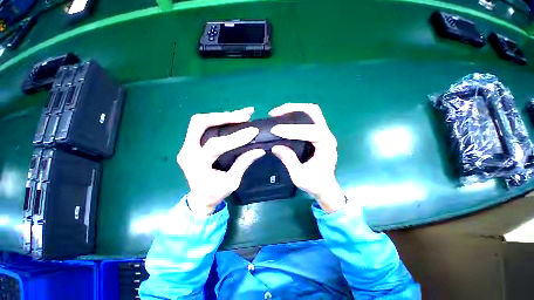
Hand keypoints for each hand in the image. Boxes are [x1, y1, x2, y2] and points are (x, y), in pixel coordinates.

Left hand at [177, 107, 265, 214]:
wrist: (200, 198)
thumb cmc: (215, 193)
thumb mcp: (232, 183)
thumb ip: (243, 164)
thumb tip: (259, 150)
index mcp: (196, 165)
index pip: (215, 146)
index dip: (235, 138)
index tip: (253, 131)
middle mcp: (187, 151)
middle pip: (199, 123)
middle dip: (223, 117)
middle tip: (244, 116)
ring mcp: (187, 145)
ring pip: (200, 121)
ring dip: (222, 116)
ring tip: (242, 114)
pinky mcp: (191, 143)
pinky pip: (204, 126)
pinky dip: (220, 119)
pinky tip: (235, 117)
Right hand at [270, 103, 345, 212]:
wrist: (325, 187)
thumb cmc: (315, 184)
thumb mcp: (299, 176)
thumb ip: (289, 160)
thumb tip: (275, 146)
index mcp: (326, 146)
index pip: (312, 131)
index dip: (293, 130)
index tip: (275, 130)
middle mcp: (327, 135)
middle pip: (313, 112)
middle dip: (293, 109)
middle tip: (274, 113)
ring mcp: (323, 132)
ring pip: (311, 112)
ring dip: (293, 109)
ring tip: (276, 114)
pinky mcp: (317, 134)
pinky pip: (307, 118)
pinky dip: (294, 115)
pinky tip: (283, 119)